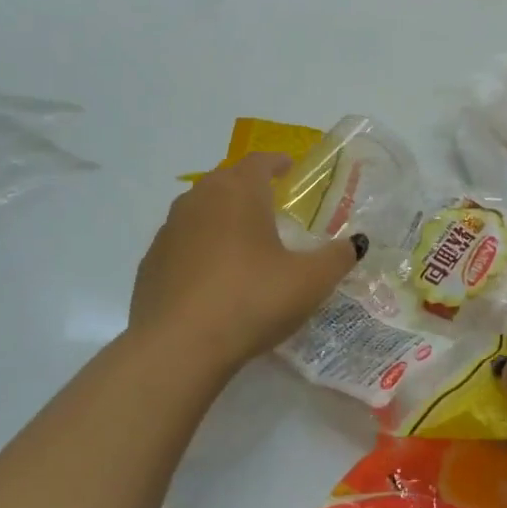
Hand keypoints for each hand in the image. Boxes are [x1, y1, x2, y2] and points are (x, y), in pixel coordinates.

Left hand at [128, 153, 361, 371]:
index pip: (259, 161)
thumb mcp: (309, 281)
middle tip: (270, 203)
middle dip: (248, 186)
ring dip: (221, 216)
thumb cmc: (251, 299)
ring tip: (242, 239)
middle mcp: (199, 199)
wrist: (178, 346)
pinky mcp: (151, 262)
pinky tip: (212, 276)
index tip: (289, 167)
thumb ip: (336, 258)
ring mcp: (169, 230)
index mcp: (238, 191)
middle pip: (226, 180)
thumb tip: (355, 243)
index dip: (277, 162)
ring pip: (200, 209)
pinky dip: (199, 247)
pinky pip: (182, 243)